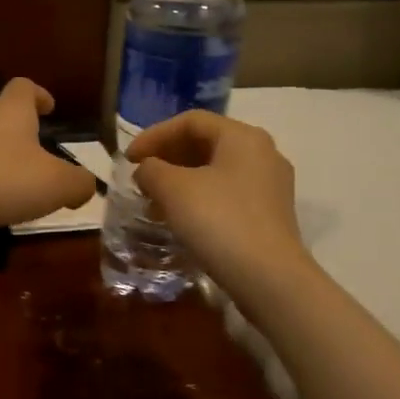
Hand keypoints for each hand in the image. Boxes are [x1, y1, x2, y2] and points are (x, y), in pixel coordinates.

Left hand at [0, 77, 96, 234]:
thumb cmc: (4, 180)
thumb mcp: (57, 185)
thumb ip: (79, 183)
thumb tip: (85, 185)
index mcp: (12, 110)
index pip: (25, 87)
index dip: (39, 94)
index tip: (49, 108)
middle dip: (15, 124)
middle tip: (31, 146)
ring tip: (10, 176)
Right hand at [126, 110, 304, 294]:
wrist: (268, 278)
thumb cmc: (218, 221)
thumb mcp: (173, 189)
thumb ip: (151, 170)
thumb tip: (147, 170)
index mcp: (242, 136)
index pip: (191, 121)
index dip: (154, 135)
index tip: (128, 159)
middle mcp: (262, 153)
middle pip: (206, 143)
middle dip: (168, 157)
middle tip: (140, 177)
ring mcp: (270, 185)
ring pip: (216, 170)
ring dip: (180, 180)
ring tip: (154, 201)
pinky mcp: (270, 214)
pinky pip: (227, 193)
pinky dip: (199, 198)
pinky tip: (180, 219)